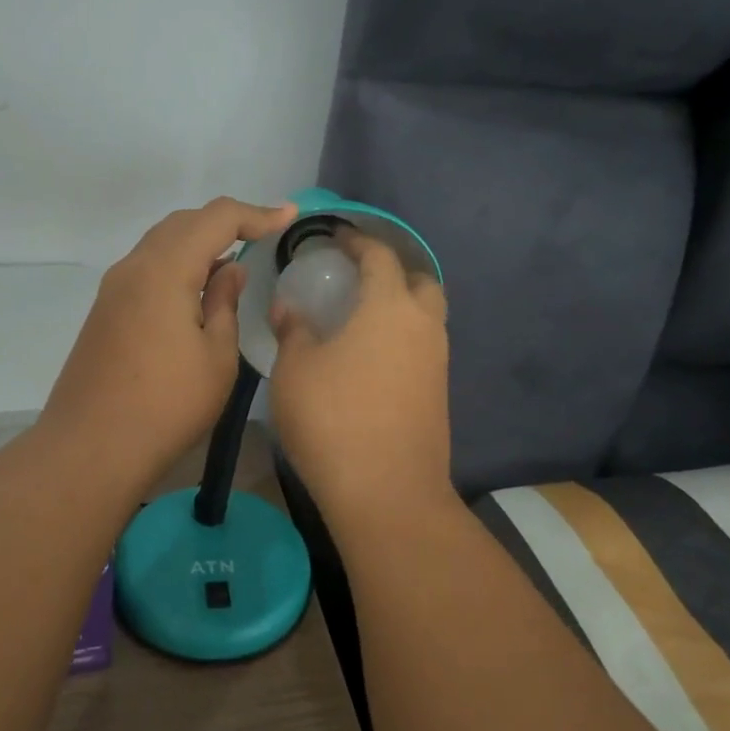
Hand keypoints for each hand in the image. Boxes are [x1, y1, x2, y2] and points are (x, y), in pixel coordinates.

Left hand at [40, 197, 295, 488]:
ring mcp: (113, 289)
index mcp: (164, 269)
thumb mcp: (216, 356)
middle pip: (183, 223)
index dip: (256, 213)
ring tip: (234, 262)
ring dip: (199, 243)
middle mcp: (133, 267)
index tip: (289, 216)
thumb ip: (225, 303)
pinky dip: (177, 264)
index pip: (215, 218)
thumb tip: (229, 269)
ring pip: (161, 244)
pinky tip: (197, 290)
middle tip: (264, 234)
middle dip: (226, 222)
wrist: (91, 449)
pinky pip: (147, 268)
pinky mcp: (105, 311)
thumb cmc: (167, 405)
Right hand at [269, 230, 451, 520]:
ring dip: (400, 307)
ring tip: (360, 318)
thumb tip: (290, 308)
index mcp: (389, 307)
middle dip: (392, 271)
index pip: (379, 256)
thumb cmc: (334, 419)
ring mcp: (437, 362)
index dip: (357, 241)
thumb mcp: (296, 370)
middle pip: (420, 281)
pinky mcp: (439, 394)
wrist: (387, 492)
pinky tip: (371, 358)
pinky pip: (424, 349)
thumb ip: (293, 331)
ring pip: (427, 318)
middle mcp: (423, 327)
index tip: (336, 238)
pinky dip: (402, 339)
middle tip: (357, 279)